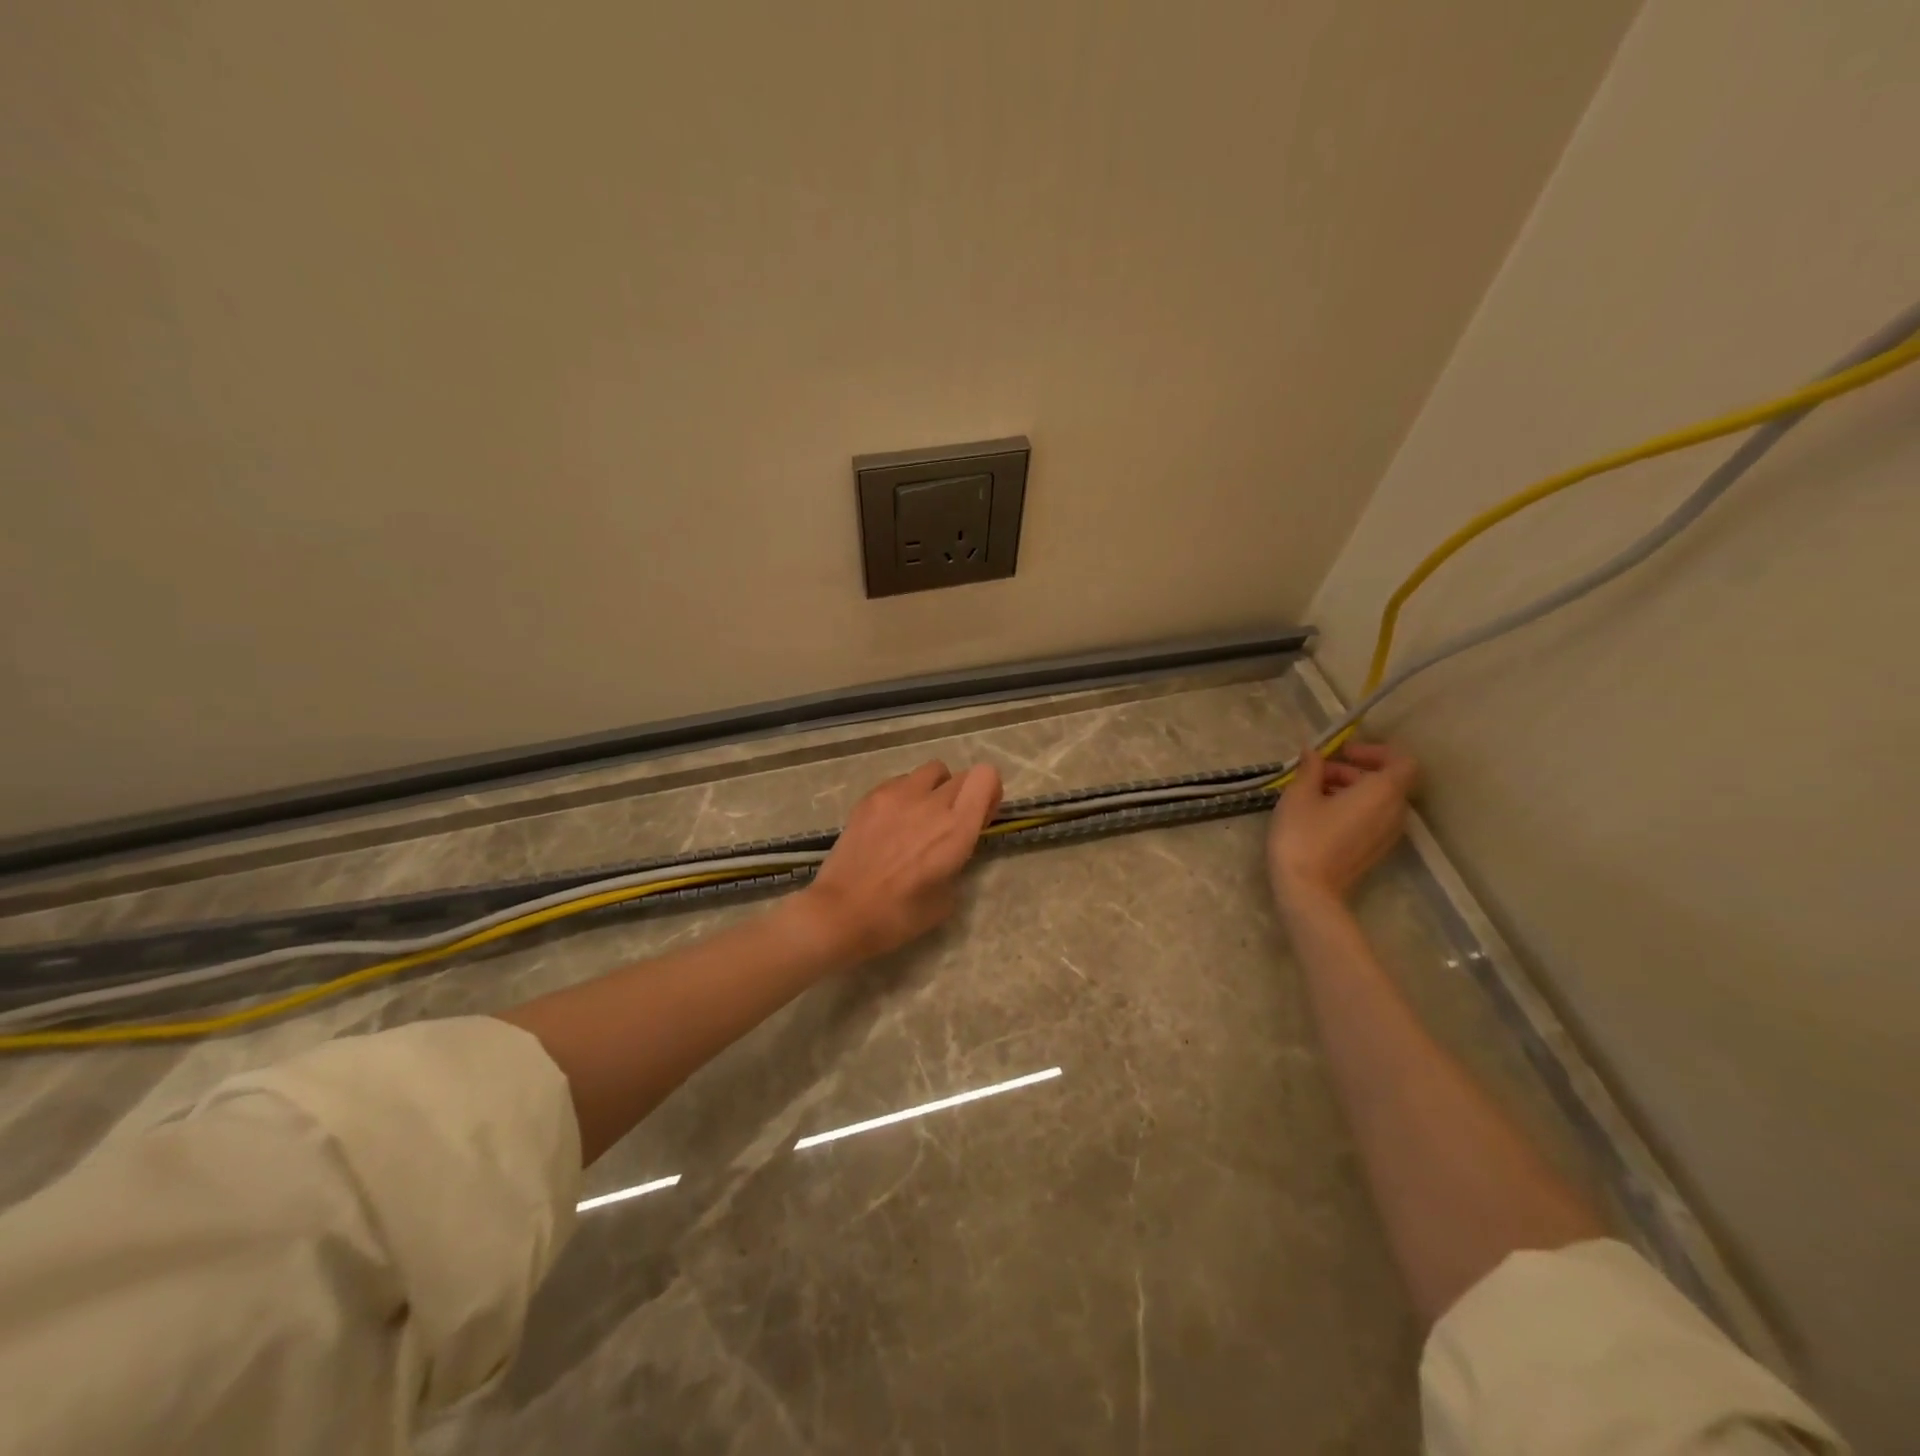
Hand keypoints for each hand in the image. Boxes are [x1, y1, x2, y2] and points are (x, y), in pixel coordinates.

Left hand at [795, 760, 1003, 961]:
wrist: (841, 912)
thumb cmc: (898, 916)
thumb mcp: (946, 898)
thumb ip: (957, 861)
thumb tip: (950, 848)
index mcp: (957, 829)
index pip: (986, 776)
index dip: (989, 792)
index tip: (980, 816)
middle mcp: (931, 803)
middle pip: (962, 775)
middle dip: (965, 794)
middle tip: (951, 823)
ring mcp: (898, 795)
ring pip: (931, 771)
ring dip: (935, 789)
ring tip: (920, 817)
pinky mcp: (871, 796)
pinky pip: (900, 781)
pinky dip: (905, 795)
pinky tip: (892, 823)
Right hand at [1268, 740, 1417, 912]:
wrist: (1308, 890)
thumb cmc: (1303, 836)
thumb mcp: (1299, 795)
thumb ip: (1310, 768)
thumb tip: (1313, 752)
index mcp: (1382, 792)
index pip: (1401, 761)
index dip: (1375, 751)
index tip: (1343, 753)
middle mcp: (1394, 812)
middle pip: (1386, 780)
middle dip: (1353, 770)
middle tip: (1317, 772)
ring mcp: (1388, 834)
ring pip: (1379, 800)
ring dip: (1351, 789)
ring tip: (1313, 792)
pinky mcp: (1376, 850)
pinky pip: (1373, 818)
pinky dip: (1353, 808)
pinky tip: (1320, 814)